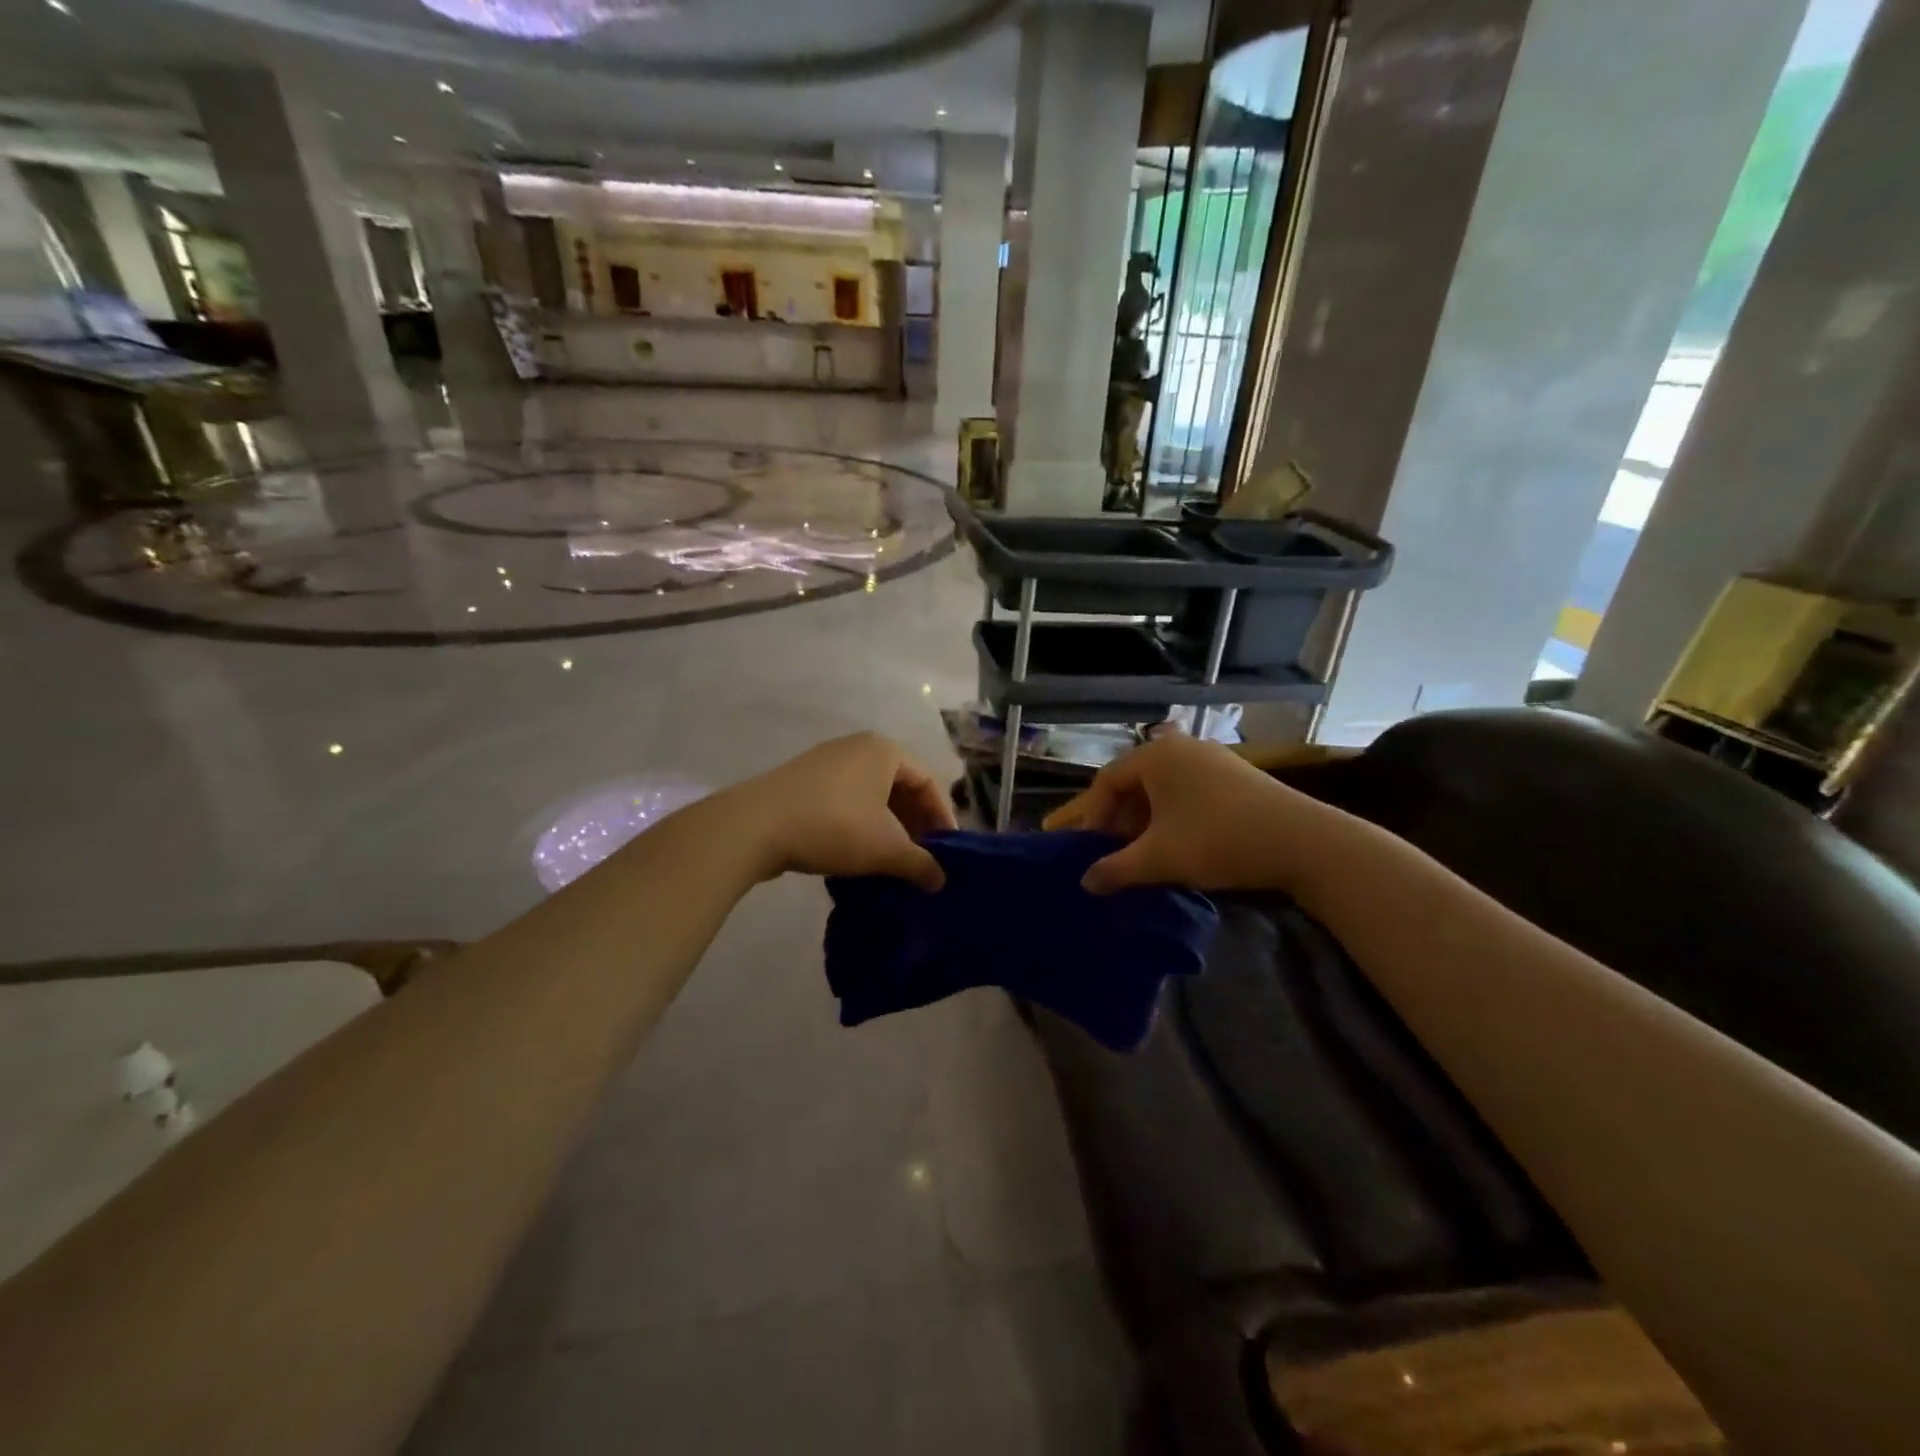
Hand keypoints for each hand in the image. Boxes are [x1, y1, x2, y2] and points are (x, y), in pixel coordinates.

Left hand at [728, 732, 956, 889]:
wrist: (755, 826)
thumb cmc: (835, 826)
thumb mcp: (886, 849)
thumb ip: (920, 864)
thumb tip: (940, 881)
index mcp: (885, 751)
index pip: (927, 783)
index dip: (942, 818)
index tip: (947, 851)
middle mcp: (857, 747)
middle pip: (898, 787)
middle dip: (913, 824)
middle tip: (921, 857)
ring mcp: (825, 762)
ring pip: (870, 796)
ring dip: (885, 828)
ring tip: (891, 861)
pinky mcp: (801, 782)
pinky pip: (844, 801)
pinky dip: (858, 825)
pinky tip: (856, 855)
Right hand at [1044, 734, 1341, 894]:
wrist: (1304, 842)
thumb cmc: (1219, 840)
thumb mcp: (1159, 859)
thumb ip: (1116, 870)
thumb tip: (1086, 882)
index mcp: (1155, 756)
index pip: (1105, 782)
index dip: (1090, 816)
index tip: (1084, 848)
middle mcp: (1179, 747)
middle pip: (1132, 783)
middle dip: (1115, 819)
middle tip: (1106, 849)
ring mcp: (1210, 758)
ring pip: (1160, 789)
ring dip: (1143, 820)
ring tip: (1138, 850)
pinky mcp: (1234, 775)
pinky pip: (1185, 792)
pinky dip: (1170, 816)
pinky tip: (1174, 843)